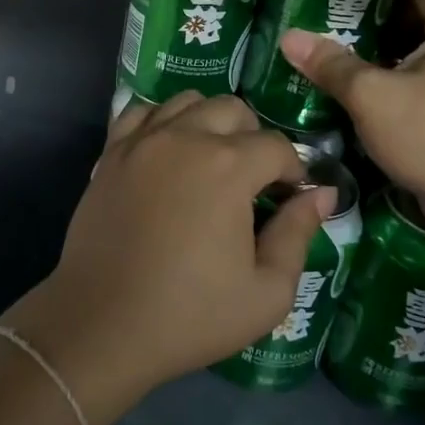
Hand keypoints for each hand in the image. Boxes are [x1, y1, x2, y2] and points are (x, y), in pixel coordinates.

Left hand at [3, 93, 334, 424]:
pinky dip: (163, 120)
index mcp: (228, 166)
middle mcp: (185, 136)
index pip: (277, 146)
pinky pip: (142, 111)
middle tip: (252, 181)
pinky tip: (168, 151)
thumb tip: (321, 193)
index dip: (293, 171)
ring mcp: (143, 139)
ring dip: (209, 121)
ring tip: (211, 161)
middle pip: (234, 109)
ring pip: (188, 101)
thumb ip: (298, 234)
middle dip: (254, 138)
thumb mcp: (266, 292)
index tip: (288, 199)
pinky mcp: (111, 151)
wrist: (102, 324)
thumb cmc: (191, 314)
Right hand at [278, 0, 424, 221]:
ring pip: (417, 52)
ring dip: (379, 51)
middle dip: (371, 15)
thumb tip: (288, 37)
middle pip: (416, 15)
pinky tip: (357, 85)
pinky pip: (424, 82)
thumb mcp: (373, 96)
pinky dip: (394, 79)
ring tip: (331, 45)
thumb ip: (331, 64)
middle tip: (323, 12)